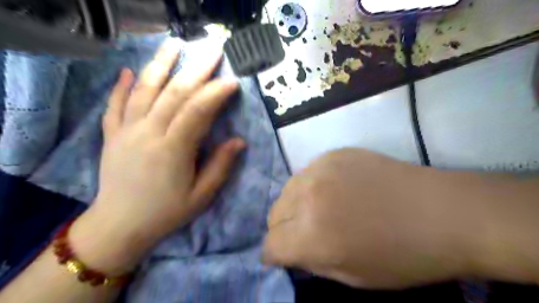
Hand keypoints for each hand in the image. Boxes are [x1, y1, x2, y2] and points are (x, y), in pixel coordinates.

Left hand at [69, 39, 244, 272]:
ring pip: (144, 91)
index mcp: (173, 150)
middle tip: (212, 51)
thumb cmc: (166, 213)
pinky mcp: (112, 135)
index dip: (216, 93)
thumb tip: (239, 141)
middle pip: (174, 93)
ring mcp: (126, 132)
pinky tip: (130, 71)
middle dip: (196, 70)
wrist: (119, 226)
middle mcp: (148, 133)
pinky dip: (122, 86)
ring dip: (160, 65)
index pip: (197, 111)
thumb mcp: (201, 195)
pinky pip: (115, 105)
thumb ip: (220, 166)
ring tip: (173, 45)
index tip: (232, 81)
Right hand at [261, 149, 490, 288]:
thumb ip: (312, 262)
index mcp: (312, 235)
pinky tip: (332, 189)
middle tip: (302, 234)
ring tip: (316, 210)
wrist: (443, 212)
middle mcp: (308, 197)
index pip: (270, 245)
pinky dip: (310, 185)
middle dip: (282, 229)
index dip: (274, 254)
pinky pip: (306, 172)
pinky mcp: (334, 153)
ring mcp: (321, 169)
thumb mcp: (353, 276)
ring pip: (286, 189)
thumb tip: (290, 251)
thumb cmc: (402, 255)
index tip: (283, 256)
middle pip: (273, 214)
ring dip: (293, 205)